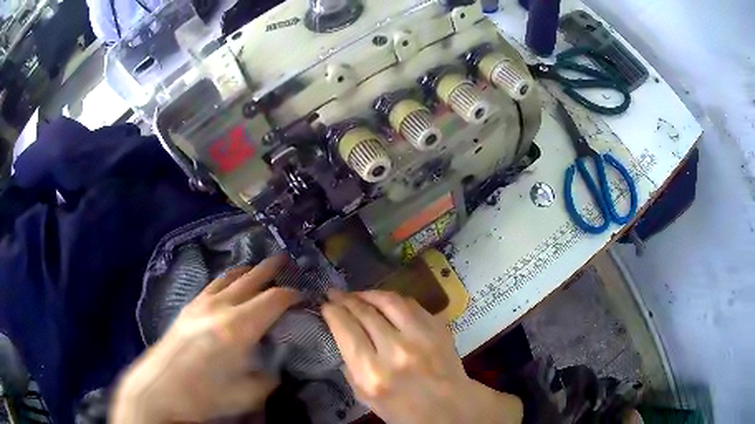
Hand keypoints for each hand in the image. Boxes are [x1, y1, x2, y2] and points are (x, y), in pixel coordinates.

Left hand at [110, 255, 299, 423]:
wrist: (160, 387)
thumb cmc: (204, 394)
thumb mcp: (247, 394)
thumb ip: (268, 377)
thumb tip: (274, 367)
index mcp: (239, 327)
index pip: (273, 300)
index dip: (292, 295)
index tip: (303, 296)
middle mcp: (221, 307)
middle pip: (252, 279)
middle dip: (272, 269)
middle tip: (286, 260)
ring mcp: (202, 303)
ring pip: (231, 277)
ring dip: (249, 271)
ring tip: (260, 267)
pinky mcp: (189, 306)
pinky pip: (214, 284)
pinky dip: (228, 279)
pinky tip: (230, 283)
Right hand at [322, 290, 522, 423]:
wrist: (449, 407)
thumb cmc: (402, 408)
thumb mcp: (364, 396)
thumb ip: (350, 365)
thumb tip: (340, 334)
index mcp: (372, 373)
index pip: (345, 330)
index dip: (332, 312)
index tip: (325, 305)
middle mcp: (396, 350)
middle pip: (364, 312)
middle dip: (345, 299)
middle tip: (335, 294)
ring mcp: (421, 336)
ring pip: (388, 301)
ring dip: (368, 293)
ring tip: (357, 294)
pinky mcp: (438, 327)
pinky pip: (411, 304)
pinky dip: (392, 299)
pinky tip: (383, 301)